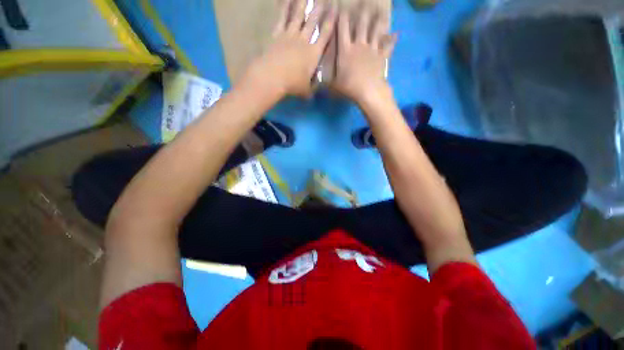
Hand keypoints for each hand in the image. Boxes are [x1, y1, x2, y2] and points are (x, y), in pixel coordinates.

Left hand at [242, 0, 335, 97]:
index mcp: (314, 52)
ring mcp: (289, 35)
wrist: (269, 78)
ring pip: (298, 17)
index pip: (326, 33)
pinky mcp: (276, 35)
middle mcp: (304, 40)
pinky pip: (282, 19)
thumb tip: (316, 93)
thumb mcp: (306, 89)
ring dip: (302, 5)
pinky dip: (284, 10)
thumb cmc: (290, 84)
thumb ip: (312, 88)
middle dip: (320, 9)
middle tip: (324, 0)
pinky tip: (286, 1)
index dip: (332, 21)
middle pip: (313, 21)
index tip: (336, 11)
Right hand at [332, 6, 396, 103]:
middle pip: (361, 27)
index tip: (342, 9)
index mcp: (345, 49)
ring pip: (375, 32)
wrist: (369, 91)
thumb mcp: (332, 83)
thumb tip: (314, 82)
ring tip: (380, 12)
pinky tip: (397, 33)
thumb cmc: (349, 86)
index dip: (341, 18)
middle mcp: (359, 45)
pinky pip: (388, 46)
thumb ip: (325, 79)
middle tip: (365, 5)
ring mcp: (372, 50)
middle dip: (362, 15)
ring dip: (377, 22)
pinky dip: (392, 40)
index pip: (342, 30)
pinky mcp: (382, 56)